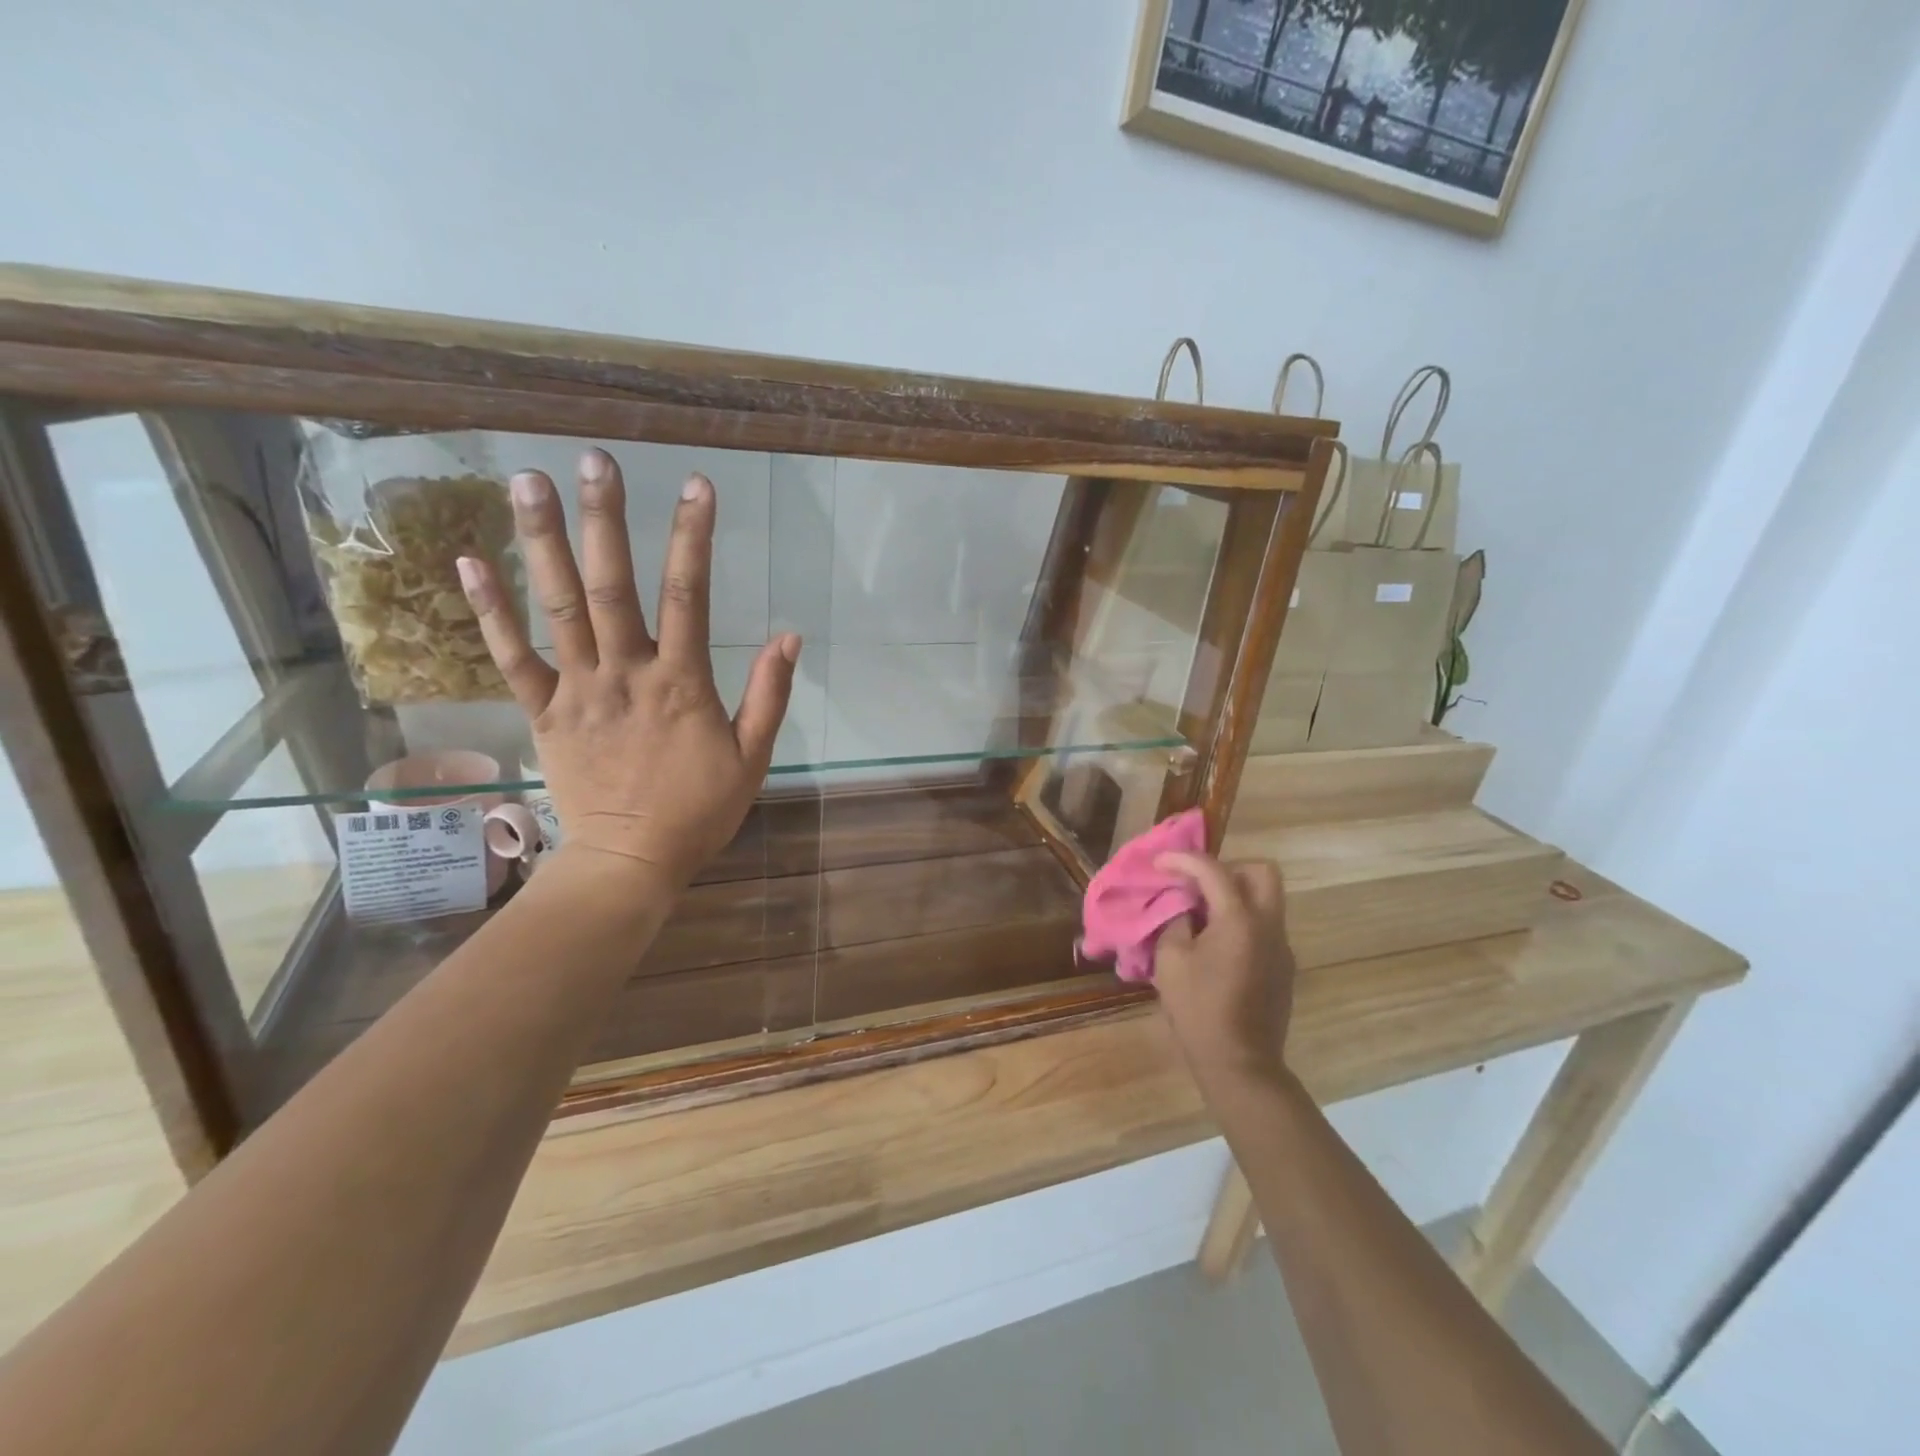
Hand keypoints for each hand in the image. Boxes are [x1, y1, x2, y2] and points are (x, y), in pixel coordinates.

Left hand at [457, 448, 797, 891]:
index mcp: (681, 684)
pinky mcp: (544, 713)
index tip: (696, 485)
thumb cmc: (699, 811)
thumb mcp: (753, 758)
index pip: (688, 596)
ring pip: (557, 609)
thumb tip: (788, 636)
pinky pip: (512, 658)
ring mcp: (578, 691)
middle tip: (594, 460)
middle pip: (612, 586)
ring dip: (541, 543)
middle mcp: (625, 674)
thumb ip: (769, 695)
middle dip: (605, 519)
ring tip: (526, 481)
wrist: (631, 862)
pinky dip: (488, 611)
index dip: (693, 537)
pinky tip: (468, 561)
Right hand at [1152, 854, 1295, 1093]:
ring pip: (1267, 898)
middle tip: (1198, 883)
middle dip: (1228, 867)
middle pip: (1262, 872)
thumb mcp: (1171, 961)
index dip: (1183, 859)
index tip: (1159, 862)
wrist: (1240, 1063)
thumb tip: (1183, 907)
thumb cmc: (1199, 1010)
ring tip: (1203, 913)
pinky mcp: (1283, 966)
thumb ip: (1176, 921)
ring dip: (1236, 894)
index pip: (1213, 870)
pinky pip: (1265, 925)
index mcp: (1239, 920)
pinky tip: (1217, 944)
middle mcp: (1268, 925)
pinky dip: (1242, 919)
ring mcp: (1281, 946)